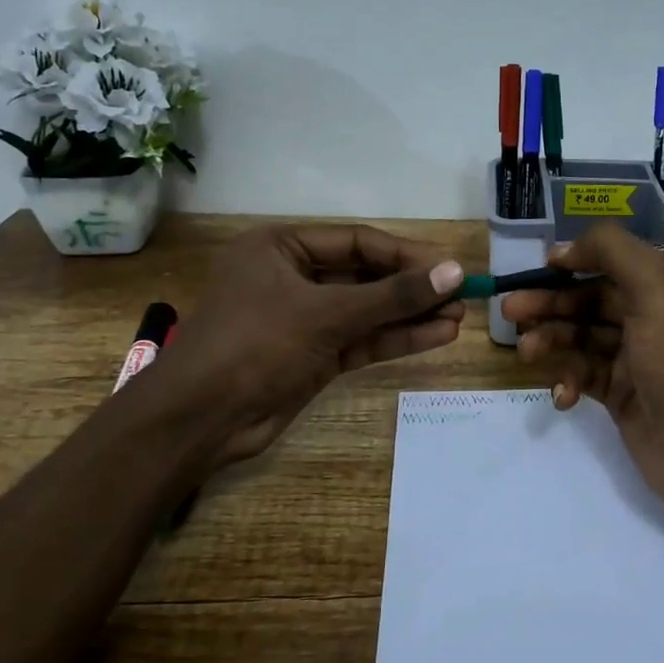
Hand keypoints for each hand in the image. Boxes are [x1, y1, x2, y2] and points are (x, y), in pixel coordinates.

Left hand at [161, 224, 465, 466]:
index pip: (357, 241)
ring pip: (367, 310)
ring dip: (410, 314)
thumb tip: (454, 272)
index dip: (406, 254)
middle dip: (412, 287)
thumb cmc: (254, 344)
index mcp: (280, 247)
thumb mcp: (326, 313)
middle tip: (462, 292)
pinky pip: (362, 339)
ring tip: (459, 316)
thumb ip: (392, 295)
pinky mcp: (313, 356)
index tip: (450, 266)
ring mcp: (304, 319)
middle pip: (365, 275)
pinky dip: (396, 338)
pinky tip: (437, 335)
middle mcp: (292, 277)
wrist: (200, 421)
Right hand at [500, 225, 663, 533]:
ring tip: (525, 351)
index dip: (581, 257)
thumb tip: (564, 250)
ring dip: (552, 340)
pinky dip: (568, 380)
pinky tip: (562, 395)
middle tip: (510, 309)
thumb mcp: (658, 286)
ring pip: (584, 336)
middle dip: (552, 302)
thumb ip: (611, 250)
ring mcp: (641, 356)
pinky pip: (586, 374)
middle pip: (594, 297)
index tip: (543, 265)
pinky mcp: (624, 393)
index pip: (622, 258)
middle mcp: (661, 313)